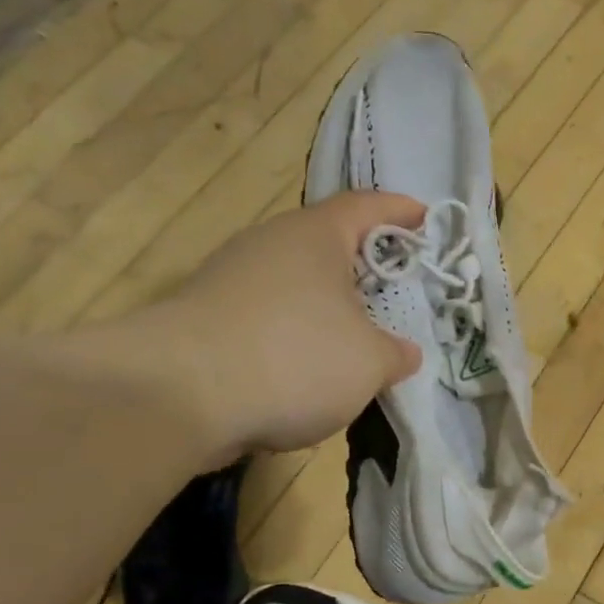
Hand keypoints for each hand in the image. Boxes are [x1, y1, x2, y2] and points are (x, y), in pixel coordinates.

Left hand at [111, 192, 425, 454]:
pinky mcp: (206, 319)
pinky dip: (296, 334)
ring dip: (327, 305)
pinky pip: (269, 317)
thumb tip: (404, 353)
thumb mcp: (369, 362)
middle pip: (326, 244)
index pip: (366, 206)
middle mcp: (270, 245)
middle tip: (395, 287)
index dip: (399, 210)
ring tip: (356, 337)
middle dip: (363, 264)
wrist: (178, 396)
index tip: (425, 217)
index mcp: (315, 236)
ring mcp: (231, 280)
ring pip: (295, 284)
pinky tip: (308, 370)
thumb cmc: (295, 358)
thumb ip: (396, 354)